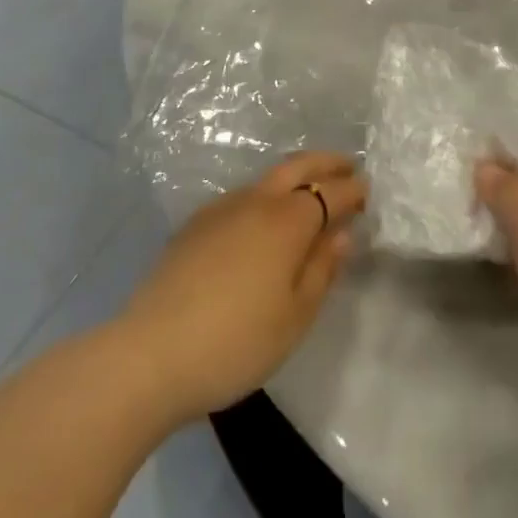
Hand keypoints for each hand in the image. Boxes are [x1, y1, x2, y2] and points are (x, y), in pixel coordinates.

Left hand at [120, 152, 365, 424]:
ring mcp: (222, 208)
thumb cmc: (235, 342)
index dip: (353, 189)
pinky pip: (243, 196)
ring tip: (309, 192)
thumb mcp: (294, 318)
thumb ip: (322, 270)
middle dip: (327, 162)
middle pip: (298, 166)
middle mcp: (257, 201)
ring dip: (296, 176)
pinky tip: (262, 221)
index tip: (368, 190)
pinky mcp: (196, 224)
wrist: (149, 355)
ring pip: (268, 178)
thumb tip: (341, 234)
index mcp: (288, 220)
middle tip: (348, 166)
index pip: (331, 192)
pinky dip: (266, 195)